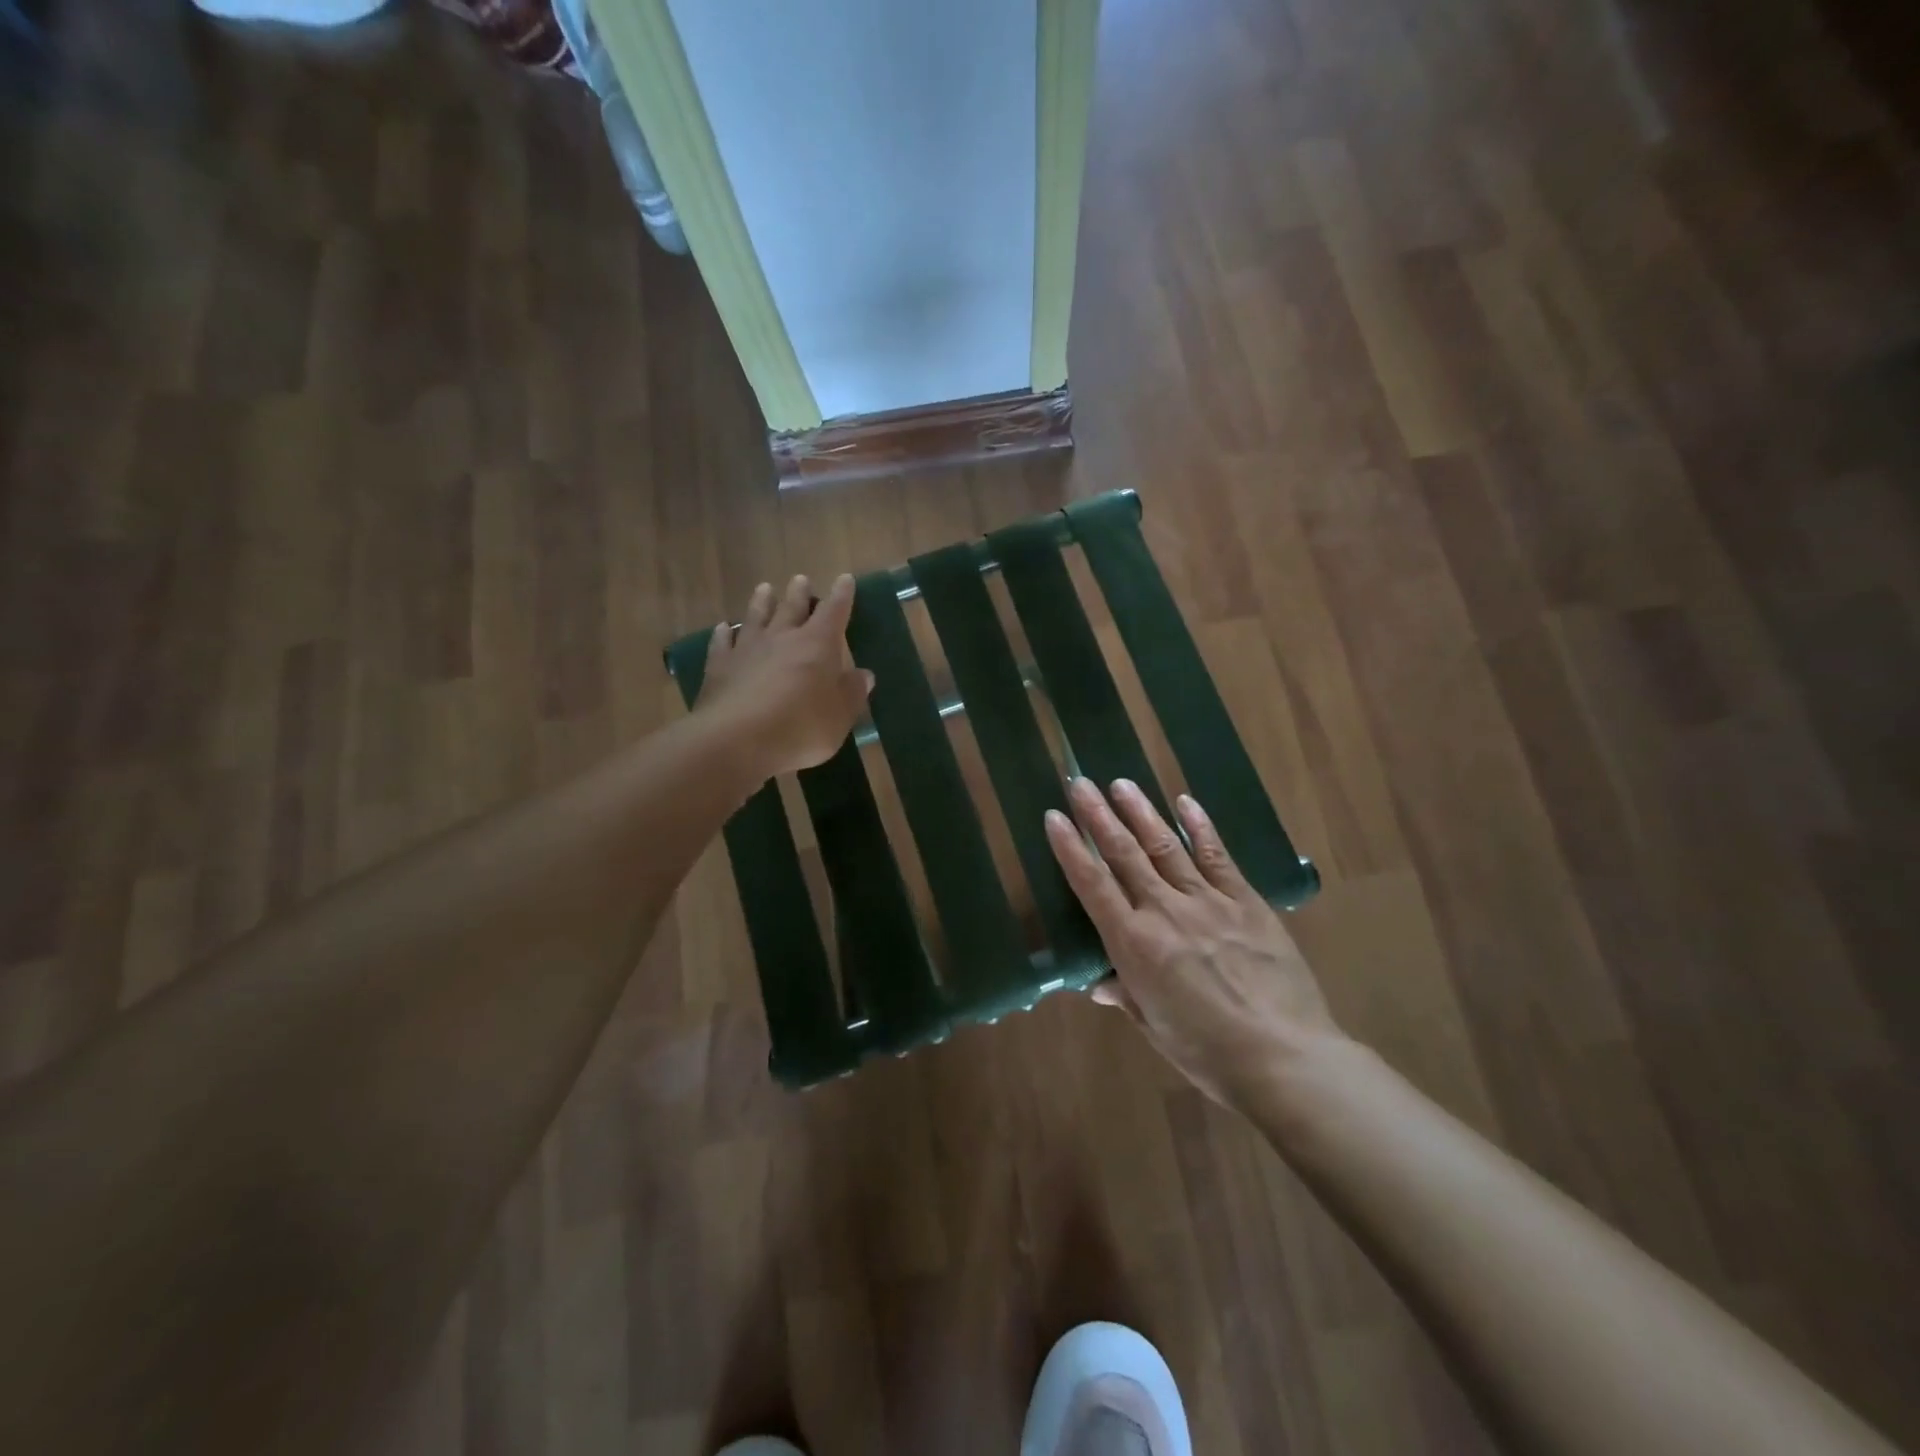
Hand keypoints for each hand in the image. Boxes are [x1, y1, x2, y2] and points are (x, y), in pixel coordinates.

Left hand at [696, 574, 874, 780]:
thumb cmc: (800, 727)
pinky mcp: (719, 666)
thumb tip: (864, 675)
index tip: (845, 579)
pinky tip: (723, 628)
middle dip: (800, 593)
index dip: (842, 595)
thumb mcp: (840, 716)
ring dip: (762, 602)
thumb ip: (852, 693)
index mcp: (818, 644)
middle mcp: (782, 637)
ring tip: (765, 588)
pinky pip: (722, 642)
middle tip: (800, 579)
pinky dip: (723, 633)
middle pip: (792, 607)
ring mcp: (747, 649)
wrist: (737, 740)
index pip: (834, 611)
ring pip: (756, 617)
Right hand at [1045, 777, 1343, 1107]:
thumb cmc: (1208, 1053)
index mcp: (1134, 944)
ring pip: (1165, 846)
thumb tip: (1100, 984)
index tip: (1054, 817)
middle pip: (1124, 854)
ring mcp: (1208, 901)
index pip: (1092, 885)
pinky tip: (1186, 802)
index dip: (1070, 848)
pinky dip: (1200, 827)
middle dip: (1098, 816)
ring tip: (1121, 783)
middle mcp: (1164, 911)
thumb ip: (1126, 995)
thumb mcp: (1155, 1028)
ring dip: (1141, 812)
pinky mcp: (1246, 901)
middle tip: (1080, 783)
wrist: (1284, 1056)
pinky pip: (1217, 857)